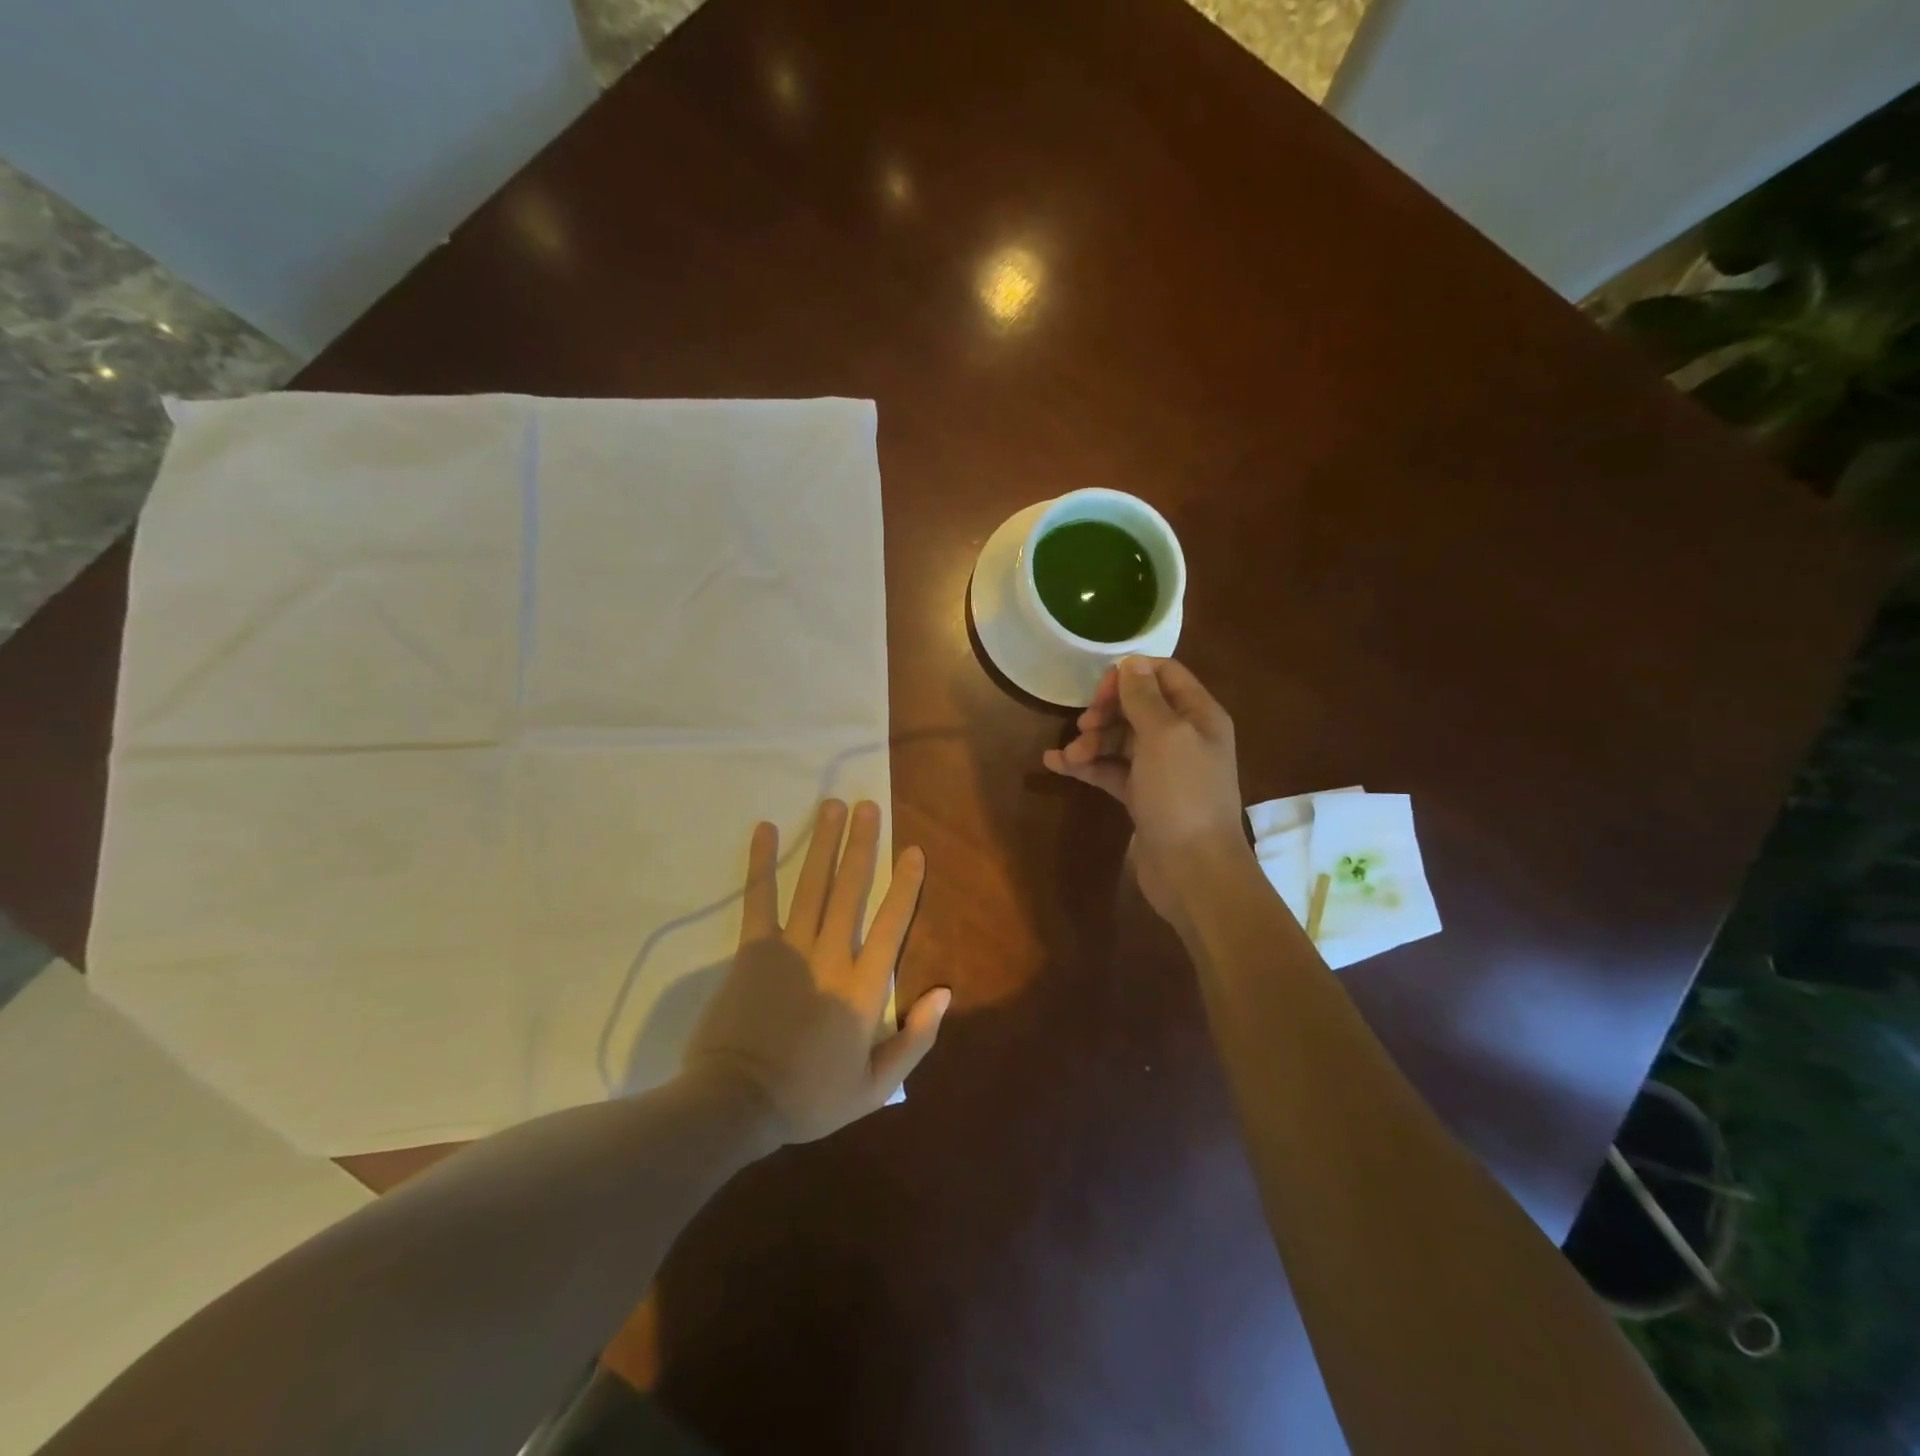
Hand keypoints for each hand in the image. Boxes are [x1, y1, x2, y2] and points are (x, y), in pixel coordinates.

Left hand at [682, 799, 950, 1143]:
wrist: (736, 1104)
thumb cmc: (809, 1098)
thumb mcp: (875, 1087)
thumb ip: (915, 1040)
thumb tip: (944, 993)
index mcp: (863, 988)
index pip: (892, 925)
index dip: (905, 885)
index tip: (913, 850)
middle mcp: (831, 956)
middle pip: (851, 890)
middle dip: (862, 845)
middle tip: (868, 806)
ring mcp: (790, 948)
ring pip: (813, 885)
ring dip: (825, 843)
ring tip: (833, 805)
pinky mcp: (753, 950)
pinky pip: (760, 899)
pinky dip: (763, 863)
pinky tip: (766, 830)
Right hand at [1042, 656, 1246, 921]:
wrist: (1193, 870)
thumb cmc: (1182, 795)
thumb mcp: (1164, 736)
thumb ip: (1144, 697)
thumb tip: (1131, 662)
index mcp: (1199, 715)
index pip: (1164, 674)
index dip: (1129, 675)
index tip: (1098, 691)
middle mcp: (1183, 737)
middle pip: (1138, 707)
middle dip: (1106, 712)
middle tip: (1083, 726)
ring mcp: (1162, 769)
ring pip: (1120, 740)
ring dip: (1091, 742)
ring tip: (1069, 756)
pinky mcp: (1143, 796)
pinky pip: (1111, 770)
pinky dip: (1087, 766)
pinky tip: (1057, 765)